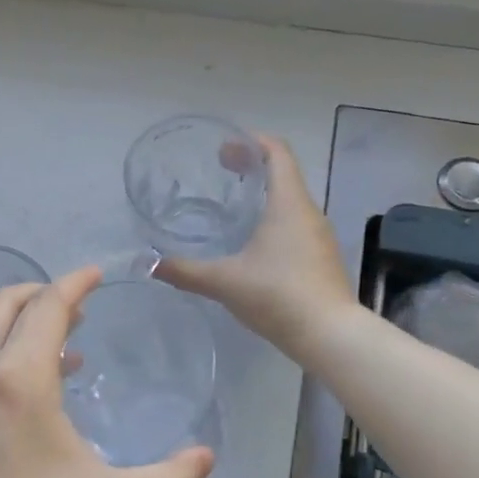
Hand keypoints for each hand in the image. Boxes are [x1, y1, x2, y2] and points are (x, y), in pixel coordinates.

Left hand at [0, 265, 215, 477]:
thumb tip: (206, 457)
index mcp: (19, 380)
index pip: (47, 307)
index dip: (74, 283)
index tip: (97, 274)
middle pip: (3, 308)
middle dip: (40, 294)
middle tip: (78, 305)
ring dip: (21, 331)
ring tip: (66, 353)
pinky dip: (4, 364)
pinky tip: (32, 409)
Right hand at [156, 135, 356, 361]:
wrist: (331, 336)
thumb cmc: (278, 296)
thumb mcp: (224, 281)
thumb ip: (185, 270)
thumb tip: (147, 263)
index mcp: (288, 203)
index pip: (277, 152)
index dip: (252, 141)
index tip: (225, 147)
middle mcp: (309, 211)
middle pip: (284, 173)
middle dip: (253, 166)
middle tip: (221, 171)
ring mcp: (320, 235)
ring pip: (291, 200)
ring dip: (265, 194)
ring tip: (234, 206)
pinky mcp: (322, 257)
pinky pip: (297, 224)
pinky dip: (275, 218)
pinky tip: (255, 243)